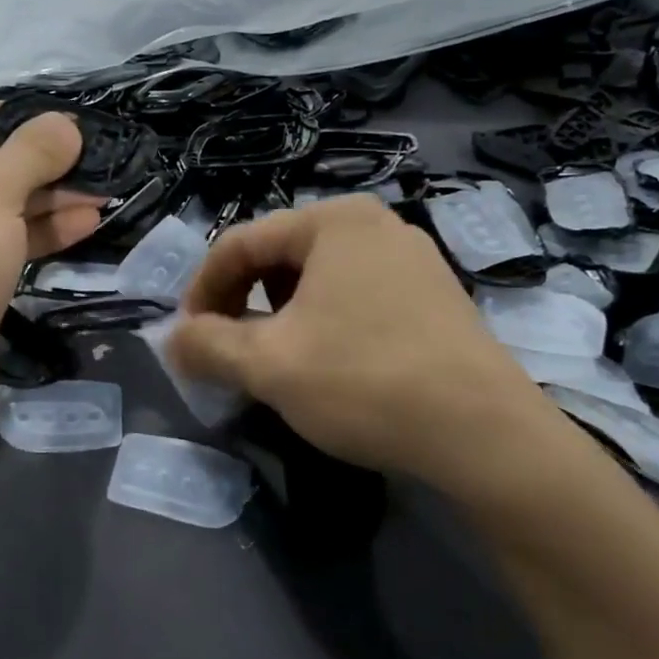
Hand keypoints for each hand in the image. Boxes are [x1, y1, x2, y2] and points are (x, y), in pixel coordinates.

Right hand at [167, 195, 560, 500]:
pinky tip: (325, 364)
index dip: (202, 290)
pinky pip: (354, 296)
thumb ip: (205, 344)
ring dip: (278, 314)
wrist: (487, 438)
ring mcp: (412, 259)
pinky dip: (321, 322)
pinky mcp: (434, 296)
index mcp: (334, 220)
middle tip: (225, 350)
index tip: (187, 337)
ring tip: (271, 359)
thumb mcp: (267, 364)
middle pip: (278, 256)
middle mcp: (375, 224)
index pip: (239, 243)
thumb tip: (171, 340)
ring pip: (316, 278)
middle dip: (240, 302)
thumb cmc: (365, 382)